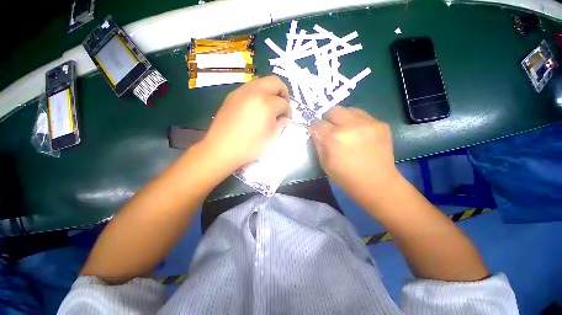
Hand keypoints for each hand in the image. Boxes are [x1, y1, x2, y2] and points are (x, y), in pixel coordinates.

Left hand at [201, 75, 291, 169]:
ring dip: (270, 91)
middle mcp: (254, 92)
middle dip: (283, 92)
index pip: (283, 102)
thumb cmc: (249, 146)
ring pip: (261, 82)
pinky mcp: (232, 95)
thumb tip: (283, 117)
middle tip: (282, 105)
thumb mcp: (271, 138)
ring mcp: (241, 92)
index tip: (287, 118)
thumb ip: (281, 123)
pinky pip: (249, 88)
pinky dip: (258, 94)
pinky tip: (256, 107)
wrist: (221, 149)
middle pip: (275, 81)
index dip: (288, 111)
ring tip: (269, 106)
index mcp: (266, 104)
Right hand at [311, 106, 398, 196]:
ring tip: (347, 130)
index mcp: (333, 138)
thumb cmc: (345, 176)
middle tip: (331, 130)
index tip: (318, 133)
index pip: (317, 123)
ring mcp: (368, 123)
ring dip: (343, 119)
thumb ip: (318, 144)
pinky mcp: (381, 124)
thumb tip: (317, 132)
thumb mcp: (324, 162)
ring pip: (349, 110)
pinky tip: (360, 135)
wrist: (376, 183)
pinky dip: (357, 123)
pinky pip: (363, 116)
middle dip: (328, 119)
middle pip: (333, 110)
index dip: (315, 128)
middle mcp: (350, 126)